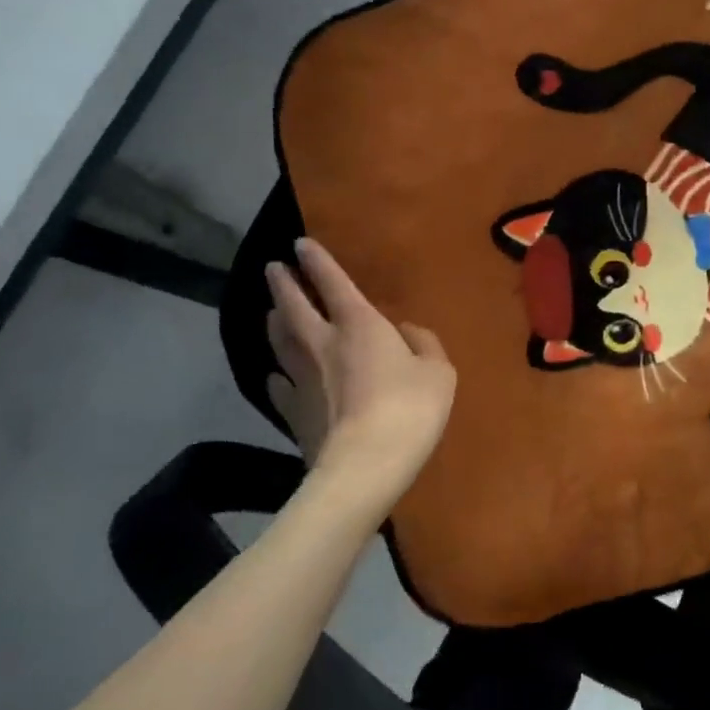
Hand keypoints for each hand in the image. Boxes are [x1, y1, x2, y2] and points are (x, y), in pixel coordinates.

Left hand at [265, 238, 455, 511]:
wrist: (364, 465)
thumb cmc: (409, 409)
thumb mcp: (438, 372)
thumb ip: (424, 344)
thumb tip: (407, 331)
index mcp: (359, 325)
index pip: (333, 282)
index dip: (317, 261)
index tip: (300, 244)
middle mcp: (323, 343)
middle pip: (294, 306)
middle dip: (284, 283)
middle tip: (272, 268)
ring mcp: (302, 379)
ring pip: (281, 341)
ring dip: (275, 321)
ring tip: (271, 311)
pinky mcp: (292, 412)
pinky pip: (279, 386)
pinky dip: (277, 375)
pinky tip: (276, 375)